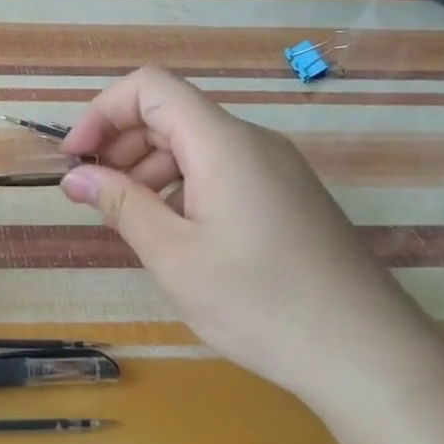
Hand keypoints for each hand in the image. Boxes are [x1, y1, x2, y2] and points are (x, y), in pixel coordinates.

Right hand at [59, 68, 443, 405]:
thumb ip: (120, 205)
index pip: (150, 88)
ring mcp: (273, 169)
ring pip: (193, 143)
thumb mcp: (173, 255)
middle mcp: (251, 142)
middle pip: (170, 113)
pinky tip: (169, 231)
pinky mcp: (284, 196)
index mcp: (223, 143)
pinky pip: (218, 170)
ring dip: (147, 168)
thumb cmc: (260, 303)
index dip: (102, 112)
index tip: (75, 159)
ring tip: (125, 218)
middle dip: (119, 143)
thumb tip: (76, 176)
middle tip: (90, 194)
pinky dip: (179, 186)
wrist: (368, 355)